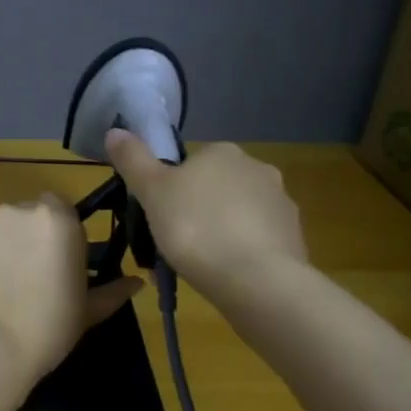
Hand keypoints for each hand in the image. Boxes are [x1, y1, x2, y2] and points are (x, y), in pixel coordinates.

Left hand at [0, 195, 143, 391]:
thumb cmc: (48, 329)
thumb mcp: (87, 311)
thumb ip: (112, 290)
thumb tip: (137, 282)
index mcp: (61, 221)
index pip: (57, 208)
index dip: (52, 233)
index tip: (49, 261)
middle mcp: (25, 208)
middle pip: (24, 213)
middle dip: (22, 235)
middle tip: (19, 274)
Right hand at [106, 130, 307, 296]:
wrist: (256, 280)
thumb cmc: (195, 228)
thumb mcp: (152, 192)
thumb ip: (133, 160)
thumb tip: (115, 131)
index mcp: (222, 152)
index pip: (193, 163)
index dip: (174, 190)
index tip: (163, 216)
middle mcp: (258, 168)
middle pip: (218, 187)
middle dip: (201, 209)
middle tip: (179, 241)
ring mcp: (282, 203)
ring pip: (241, 214)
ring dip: (225, 231)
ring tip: (203, 264)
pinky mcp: (296, 238)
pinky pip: (260, 240)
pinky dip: (245, 252)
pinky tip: (230, 275)